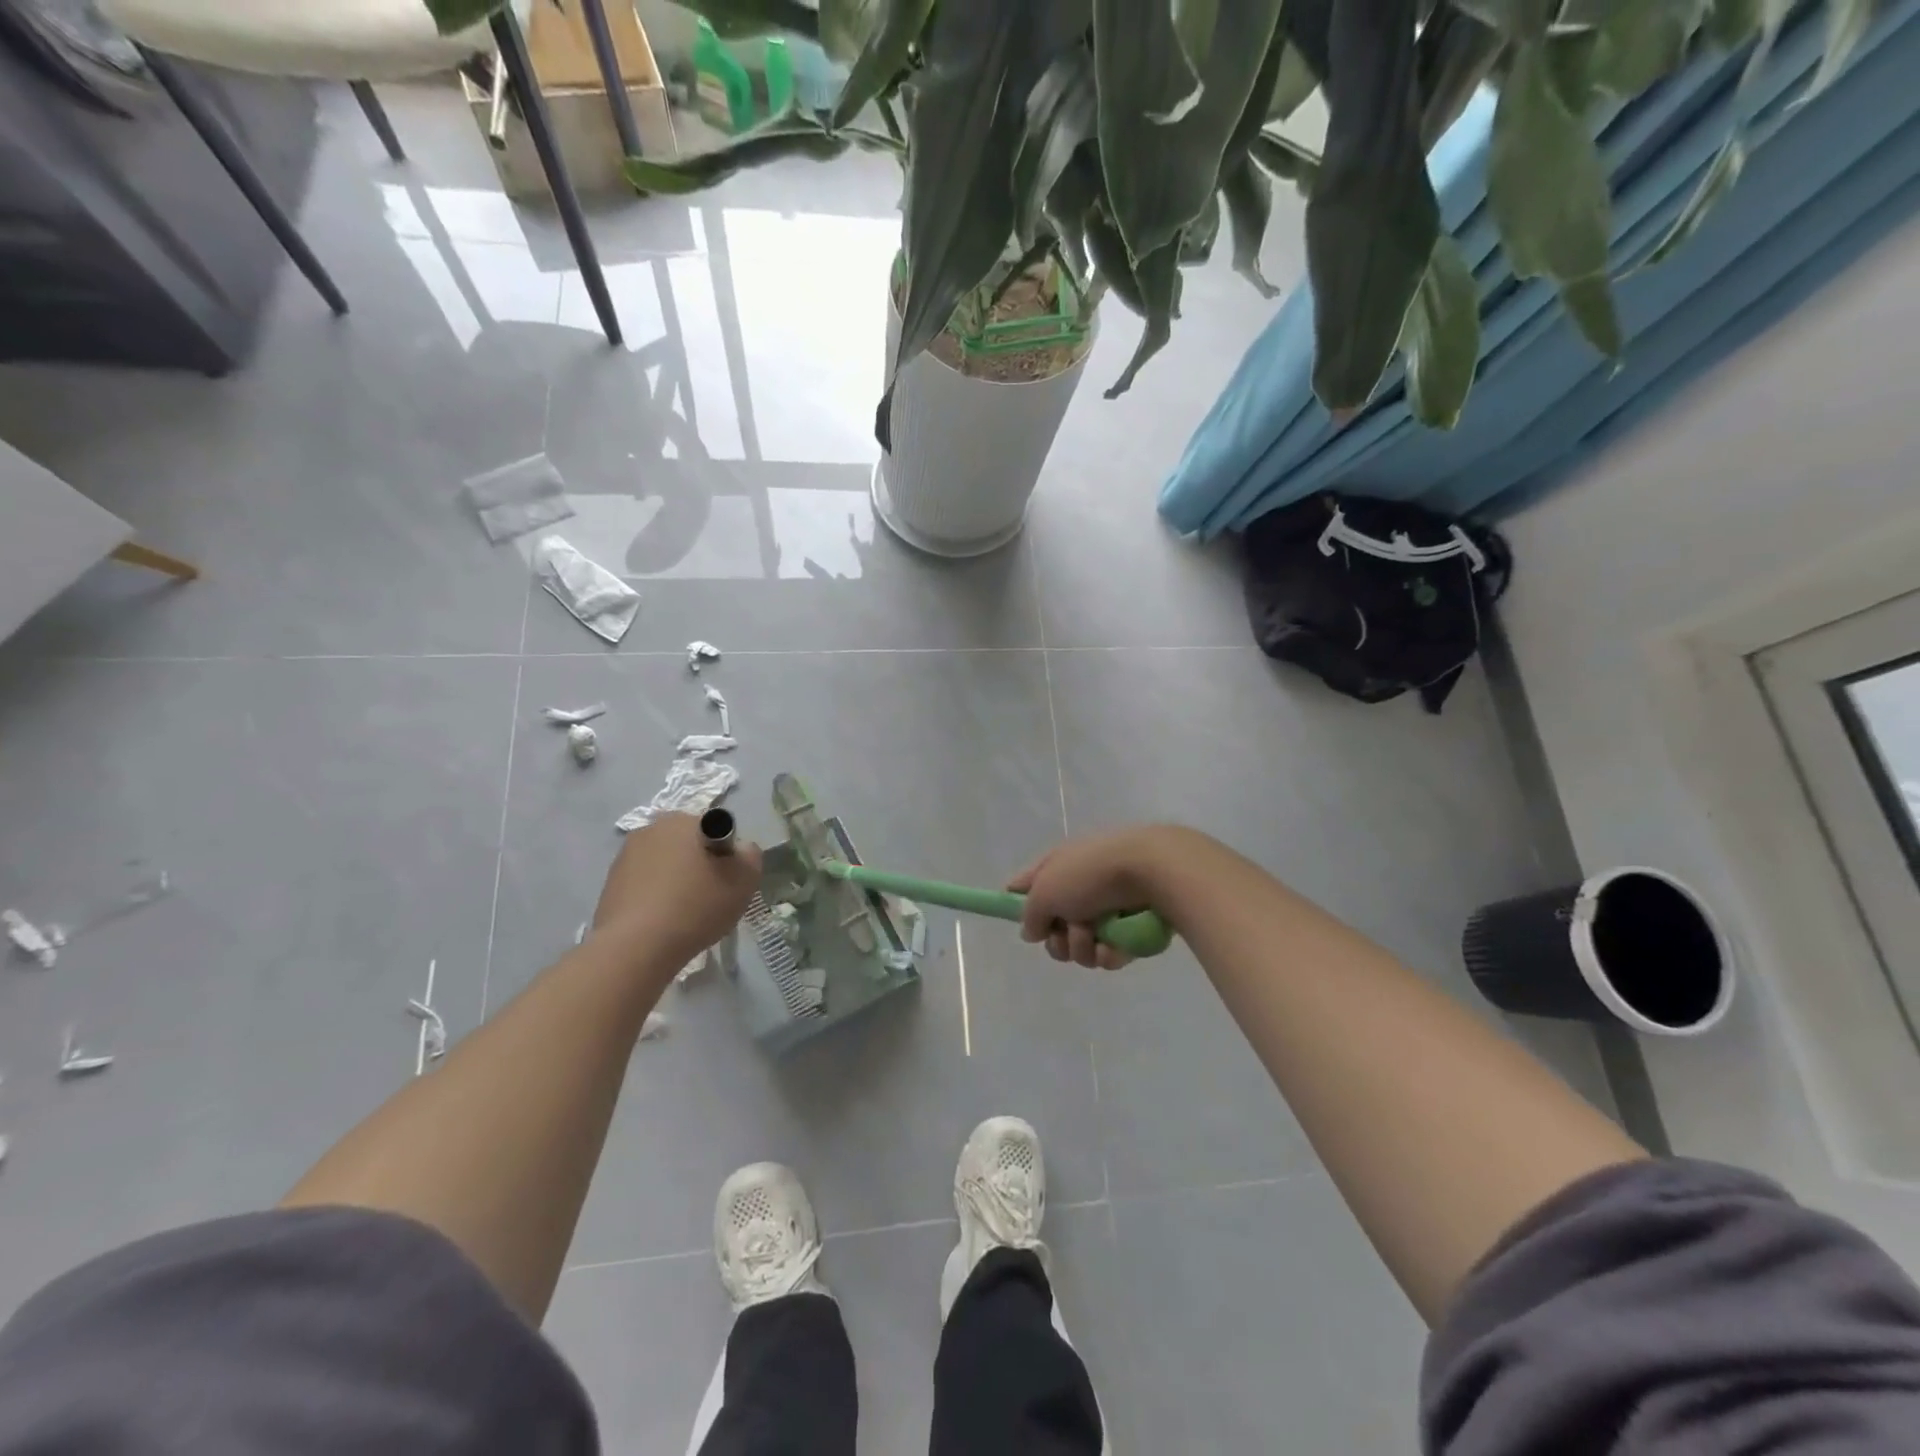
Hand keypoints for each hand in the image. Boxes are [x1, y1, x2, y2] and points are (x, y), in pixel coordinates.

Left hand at [593, 813, 761, 963]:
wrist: (636, 947)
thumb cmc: (696, 906)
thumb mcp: (745, 880)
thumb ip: (750, 855)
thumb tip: (739, 850)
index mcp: (685, 821)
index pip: (717, 828)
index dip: (726, 854)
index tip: (726, 880)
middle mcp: (652, 828)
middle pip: (689, 843)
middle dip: (699, 862)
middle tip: (709, 896)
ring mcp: (626, 854)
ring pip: (665, 862)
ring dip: (676, 878)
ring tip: (683, 912)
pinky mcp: (611, 881)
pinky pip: (645, 881)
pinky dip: (655, 894)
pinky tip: (661, 919)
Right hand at [1008, 825, 1196, 969]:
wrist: (1153, 872)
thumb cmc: (1091, 874)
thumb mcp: (1046, 890)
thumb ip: (1031, 914)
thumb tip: (1031, 931)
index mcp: (1057, 868)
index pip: (1026, 885)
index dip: (1018, 904)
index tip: (1023, 923)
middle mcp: (1078, 887)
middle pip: (1053, 928)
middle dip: (1057, 940)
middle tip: (1065, 935)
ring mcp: (1105, 909)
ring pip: (1080, 946)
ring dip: (1082, 947)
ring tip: (1095, 937)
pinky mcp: (1130, 929)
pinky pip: (1108, 953)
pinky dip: (1108, 953)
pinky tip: (1113, 948)